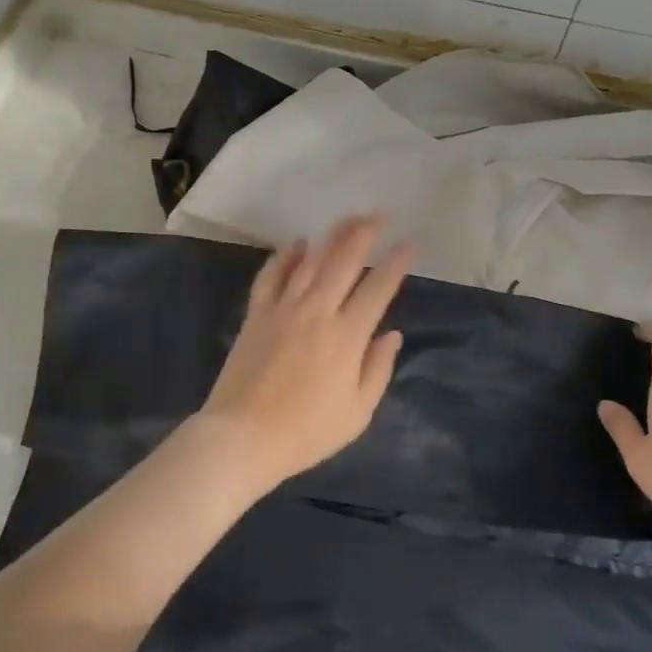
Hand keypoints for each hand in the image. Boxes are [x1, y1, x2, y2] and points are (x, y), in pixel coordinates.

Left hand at [195, 214, 412, 493]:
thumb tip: (392, 334)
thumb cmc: (306, 432)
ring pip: (310, 260)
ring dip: (331, 236)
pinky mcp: (257, 313)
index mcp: (347, 336)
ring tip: (348, 218)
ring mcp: (283, 308)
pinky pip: (272, 275)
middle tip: (380, 214)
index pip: (378, 289)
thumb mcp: (357, 412)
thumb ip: (377, 369)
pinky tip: (296, 243)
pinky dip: (285, 256)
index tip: (409, 244)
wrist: (242, 437)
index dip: (396, 264)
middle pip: (344, 261)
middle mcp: (317, 311)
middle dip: (365, 233)